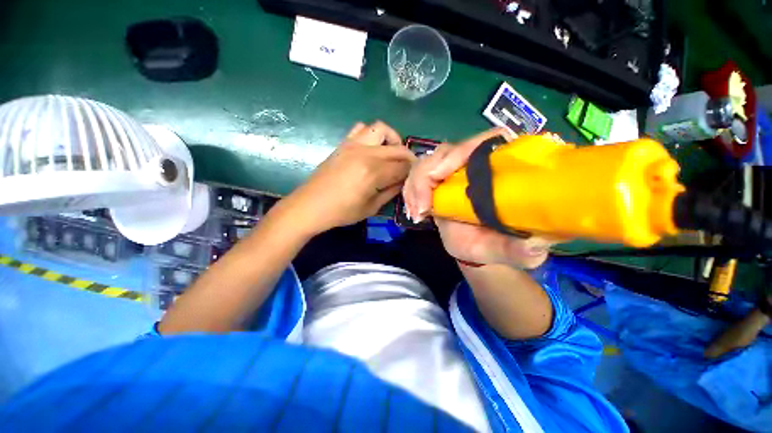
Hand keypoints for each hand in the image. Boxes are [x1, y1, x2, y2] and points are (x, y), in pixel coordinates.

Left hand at [282, 121, 415, 235]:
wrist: (310, 205)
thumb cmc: (341, 212)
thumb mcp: (371, 207)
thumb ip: (391, 192)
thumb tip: (403, 181)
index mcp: (373, 172)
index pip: (402, 167)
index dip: (412, 172)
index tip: (414, 178)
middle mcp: (366, 153)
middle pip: (397, 148)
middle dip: (408, 158)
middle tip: (409, 169)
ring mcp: (353, 145)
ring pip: (381, 129)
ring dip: (392, 139)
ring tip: (392, 154)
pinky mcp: (344, 144)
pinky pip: (361, 128)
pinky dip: (372, 135)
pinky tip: (372, 149)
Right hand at [403, 128, 554, 268]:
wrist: (472, 247)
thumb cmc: (490, 245)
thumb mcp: (506, 251)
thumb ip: (520, 250)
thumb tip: (535, 245)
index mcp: (497, 172)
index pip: (484, 142)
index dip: (461, 151)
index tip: (439, 176)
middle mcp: (473, 165)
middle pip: (446, 151)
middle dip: (426, 176)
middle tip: (421, 207)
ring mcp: (451, 172)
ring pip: (427, 162)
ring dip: (415, 186)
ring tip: (416, 213)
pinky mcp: (436, 181)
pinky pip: (416, 175)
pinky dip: (410, 191)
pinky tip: (412, 211)